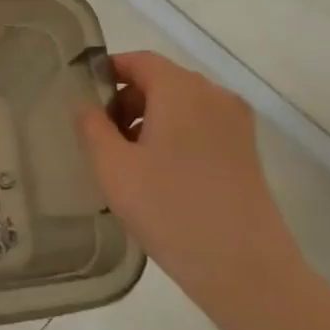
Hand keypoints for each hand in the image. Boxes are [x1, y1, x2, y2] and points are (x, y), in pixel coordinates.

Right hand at [78, 52, 309, 328]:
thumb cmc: (169, 209)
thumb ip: (91, 127)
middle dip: (127, 100)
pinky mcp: (246, 150)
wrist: (244, 268)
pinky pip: (201, 125)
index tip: (83, 98)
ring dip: (150, 119)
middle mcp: (213, 95)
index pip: (139, 61)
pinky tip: (159, 174)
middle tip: (101, 137)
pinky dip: (174, 134)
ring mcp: (236, 123)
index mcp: (181, 90)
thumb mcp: (112, 167)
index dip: (108, 72)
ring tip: (127, 160)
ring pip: (182, 104)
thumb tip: (86, 105)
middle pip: (161, 81)